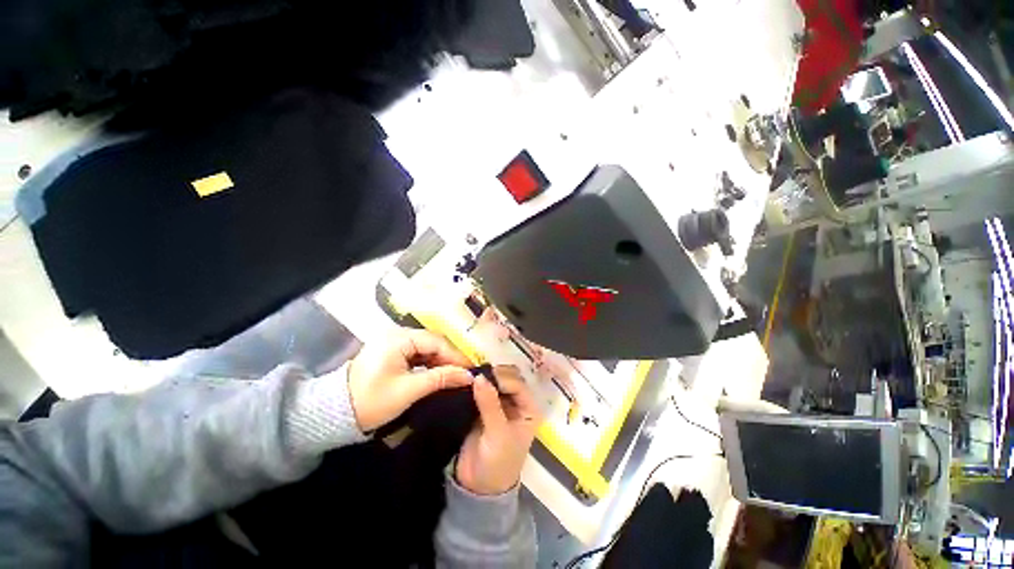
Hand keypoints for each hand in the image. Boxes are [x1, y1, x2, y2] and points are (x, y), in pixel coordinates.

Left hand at [348, 329, 473, 431]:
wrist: (333, 413)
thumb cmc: (371, 401)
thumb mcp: (409, 390)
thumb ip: (440, 379)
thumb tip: (468, 376)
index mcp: (399, 338)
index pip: (436, 342)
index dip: (456, 355)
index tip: (471, 369)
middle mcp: (397, 334)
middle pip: (432, 342)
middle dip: (449, 358)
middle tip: (464, 374)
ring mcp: (393, 341)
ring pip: (426, 348)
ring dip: (440, 361)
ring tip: (454, 375)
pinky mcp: (391, 351)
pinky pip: (417, 353)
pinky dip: (428, 363)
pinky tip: (437, 373)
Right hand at [455, 366, 541, 494]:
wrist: (478, 487)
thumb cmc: (498, 463)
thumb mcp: (497, 434)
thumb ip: (489, 404)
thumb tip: (479, 377)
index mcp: (529, 408)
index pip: (517, 384)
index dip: (502, 378)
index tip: (484, 377)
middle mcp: (517, 402)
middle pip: (507, 378)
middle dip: (494, 375)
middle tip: (476, 374)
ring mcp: (500, 403)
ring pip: (494, 381)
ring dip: (484, 378)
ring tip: (469, 375)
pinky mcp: (484, 407)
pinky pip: (481, 389)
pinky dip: (475, 384)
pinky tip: (466, 381)